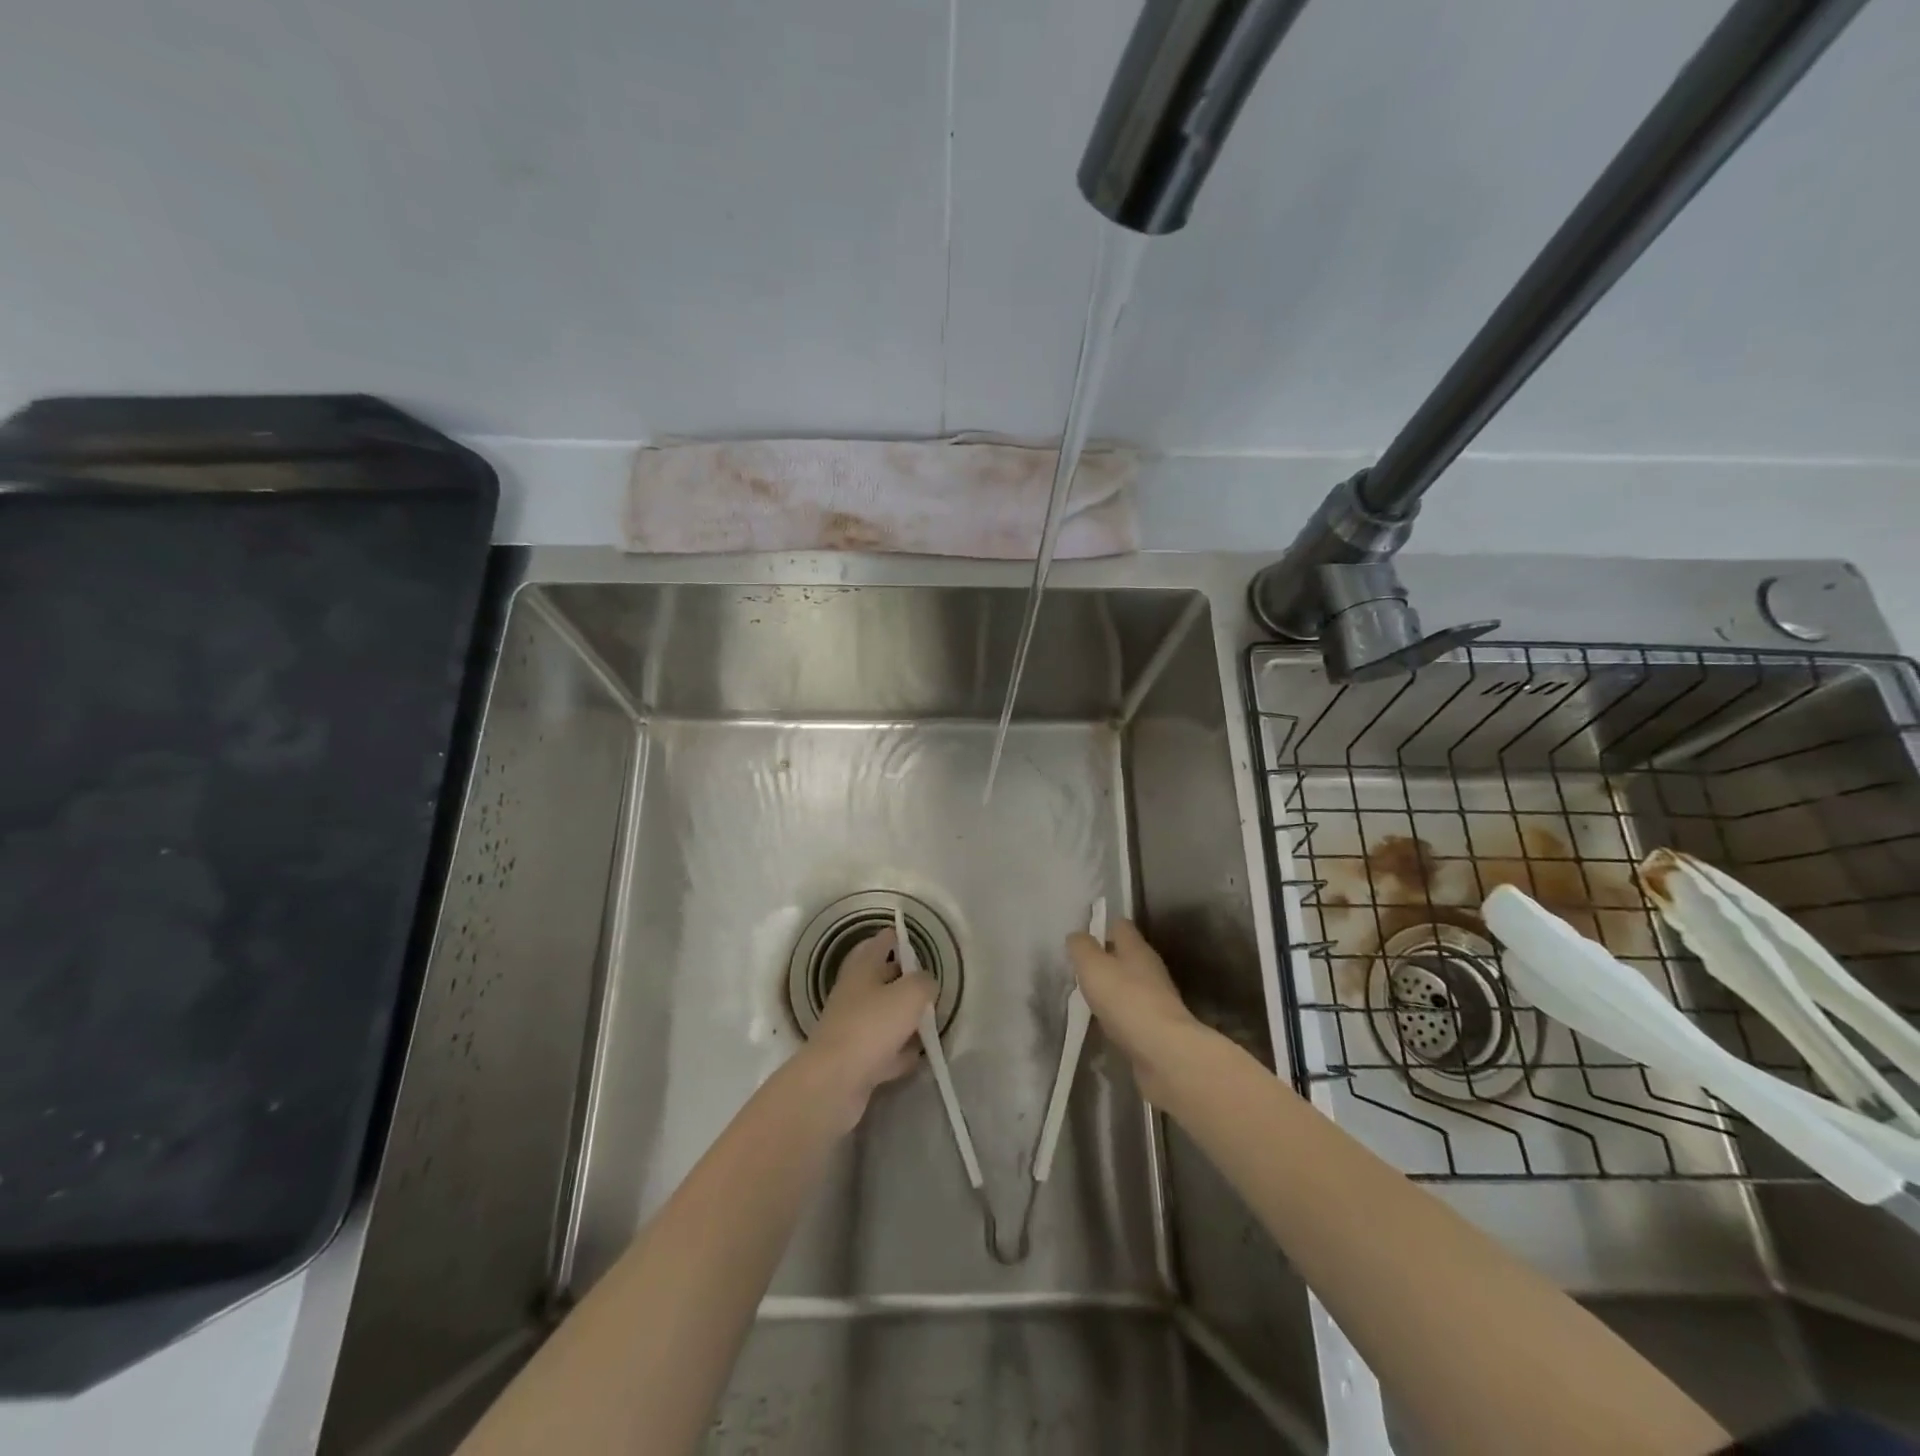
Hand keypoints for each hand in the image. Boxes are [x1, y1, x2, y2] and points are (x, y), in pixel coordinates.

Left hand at [802, 928, 934, 1129]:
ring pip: (883, 1015)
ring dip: (902, 1018)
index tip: (906, 935)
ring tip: (928, 1019)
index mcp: (862, 969)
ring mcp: (852, 1028)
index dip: (893, 937)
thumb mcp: (910, 994)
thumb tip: (927, 984)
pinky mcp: (855, 1060)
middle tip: (926, 981)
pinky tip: (916, 1056)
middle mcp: (854, 994)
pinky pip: (883, 1050)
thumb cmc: (872, 1026)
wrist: (834, 1082)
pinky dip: (898, 1052)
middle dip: (902, 978)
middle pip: (880, 979)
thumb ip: (925, 983)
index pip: (879, 943)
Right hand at [1066, 917, 1204, 1103]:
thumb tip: (1076, 936)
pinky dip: (1118, 1016)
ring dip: (1111, 989)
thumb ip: (1081, 948)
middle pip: (1126, 955)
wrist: (1164, 1053)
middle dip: (1105, 960)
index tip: (1082, 937)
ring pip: (1129, 985)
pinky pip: (1132, 1014)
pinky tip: (1102, 1024)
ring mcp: (1156, 1000)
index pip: (1121, 926)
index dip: (1102, 926)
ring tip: (1086, 997)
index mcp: (1137, 949)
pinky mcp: (1156, 1028)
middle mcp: (1150, 969)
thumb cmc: (1126, 1000)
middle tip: (1079, 968)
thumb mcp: (1093, 967)